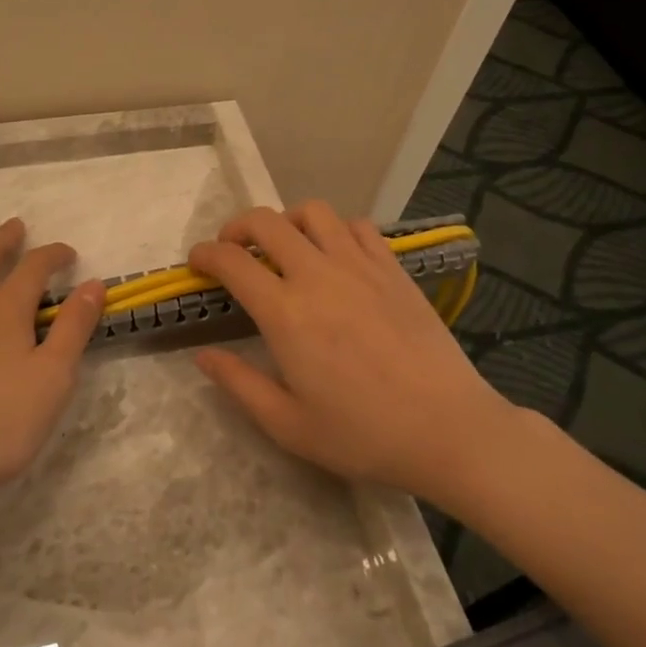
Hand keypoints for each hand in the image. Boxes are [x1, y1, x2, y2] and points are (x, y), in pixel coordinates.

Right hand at [189, 202, 511, 508]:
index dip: (205, 255)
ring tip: (285, 246)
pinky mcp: (393, 268)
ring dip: (287, 221)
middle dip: (237, 227)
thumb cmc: (363, 434)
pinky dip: (335, 230)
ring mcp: (360, 266)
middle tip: (232, 249)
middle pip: (267, 222)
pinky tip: (335, 256)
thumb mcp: (288, 424)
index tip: (197, 263)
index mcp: (285, 313)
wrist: (448, 429)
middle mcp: (318, 275)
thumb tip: (203, 355)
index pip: (232, 261)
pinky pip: (357, 226)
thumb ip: (239, 384)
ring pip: (313, 212)